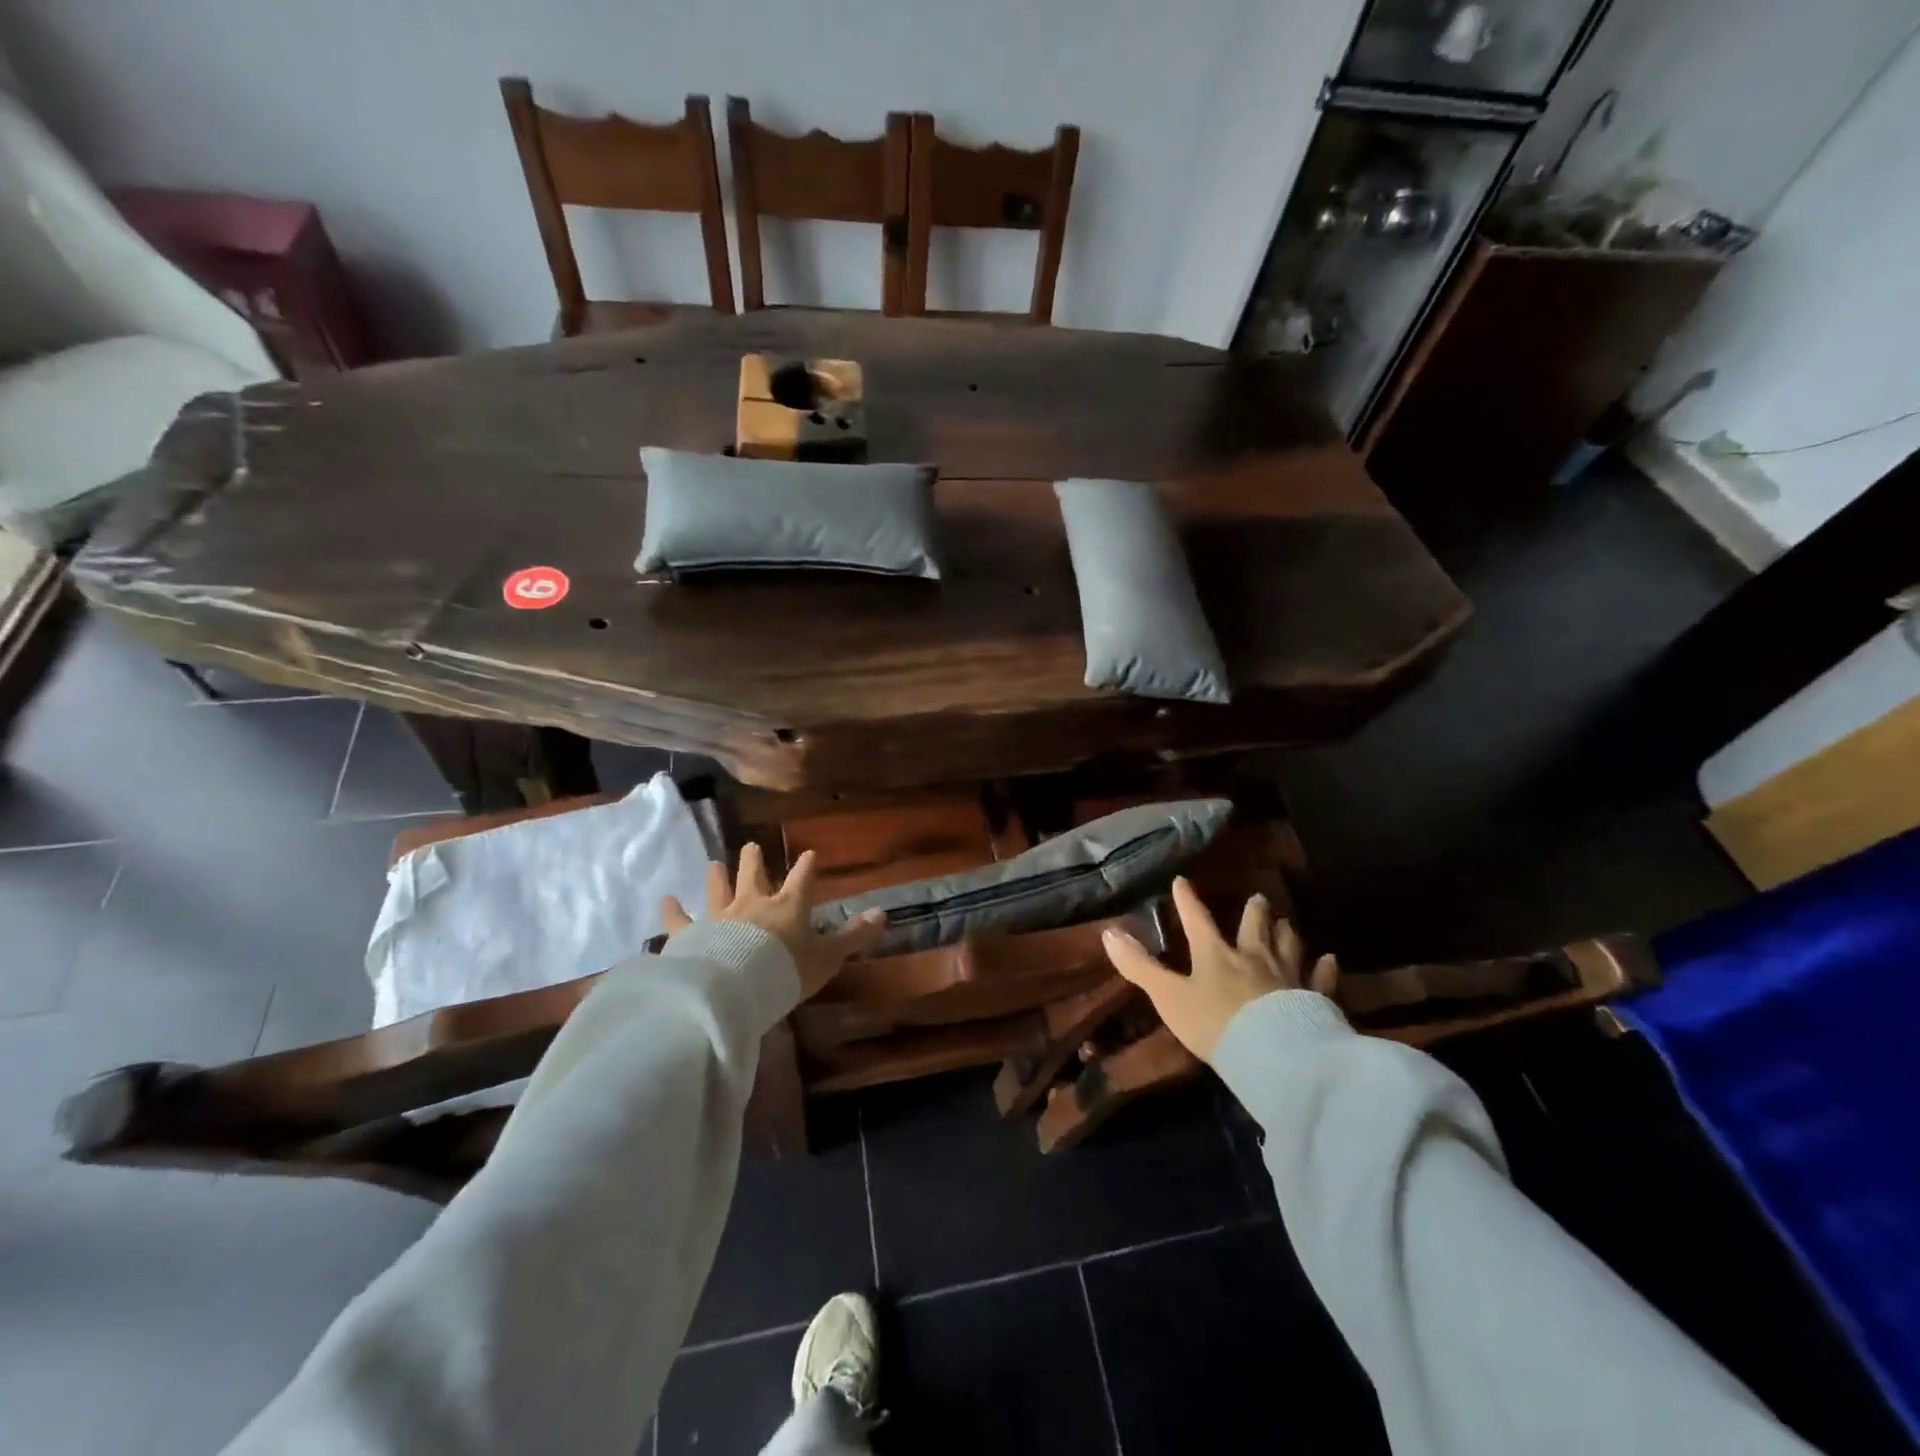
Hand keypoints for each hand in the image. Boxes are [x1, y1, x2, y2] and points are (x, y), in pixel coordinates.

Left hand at [662, 844, 886, 1000]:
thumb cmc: (786, 970)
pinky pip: (679, 920)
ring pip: (718, 888)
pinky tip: (665, 900)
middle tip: (750, 847)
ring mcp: (720, 916)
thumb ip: (853, 937)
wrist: (736, 987)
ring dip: (717, 876)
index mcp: (788, 905)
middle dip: (754, 859)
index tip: (810, 855)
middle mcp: (753, 902)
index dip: (808, 866)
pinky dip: (672, 910)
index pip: (803, 878)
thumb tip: (882, 914)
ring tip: (714, 863)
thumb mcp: (827, 957)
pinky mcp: (692, 934)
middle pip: (754, 874)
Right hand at [1103, 878, 1337, 1062]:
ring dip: (1286, 932)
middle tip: (1259, 898)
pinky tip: (1329, 959)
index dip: (1187, 900)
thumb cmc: (1215, 1024)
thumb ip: (1140, 966)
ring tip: (1287, 922)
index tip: (1182, 881)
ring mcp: (1288, 976)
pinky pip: (1321, 978)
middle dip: (1254, 911)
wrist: (1275, 1056)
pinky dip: (1324, 967)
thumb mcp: (1168, 996)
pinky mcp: (1315, 999)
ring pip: (1288, 945)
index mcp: (1216, 955)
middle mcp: (1253, 957)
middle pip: (1254, 927)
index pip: (1197, 920)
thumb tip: (1108, 933)